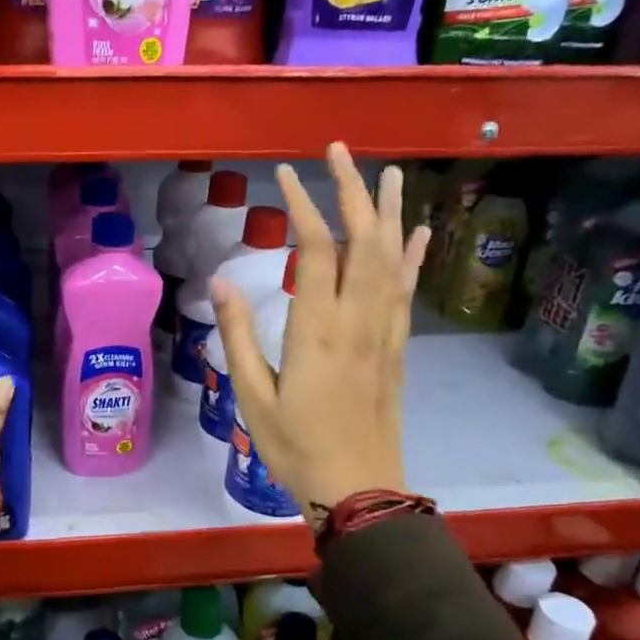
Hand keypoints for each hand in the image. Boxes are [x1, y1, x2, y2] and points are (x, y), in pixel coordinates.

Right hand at [211, 144, 428, 526]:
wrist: (360, 489)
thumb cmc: (295, 446)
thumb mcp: (252, 394)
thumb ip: (237, 335)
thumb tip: (221, 280)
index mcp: (316, 331)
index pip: (315, 251)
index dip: (303, 205)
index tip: (285, 173)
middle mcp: (357, 321)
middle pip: (362, 241)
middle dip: (352, 190)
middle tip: (338, 151)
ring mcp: (384, 332)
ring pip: (391, 259)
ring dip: (390, 212)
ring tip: (389, 173)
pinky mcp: (397, 347)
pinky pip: (407, 292)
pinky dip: (412, 257)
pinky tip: (418, 232)